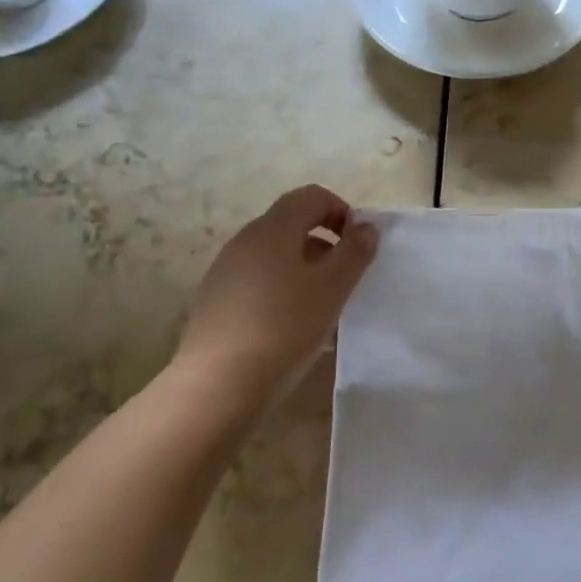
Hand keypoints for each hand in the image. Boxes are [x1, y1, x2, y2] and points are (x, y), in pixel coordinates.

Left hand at [169, 184, 378, 409]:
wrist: (218, 384)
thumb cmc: (284, 327)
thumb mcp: (333, 287)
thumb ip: (354, 252)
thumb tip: (365, 227)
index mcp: (273, 228)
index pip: (311, 196)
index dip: (341, 212)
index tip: (357, 246)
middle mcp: (245, 240)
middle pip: (291, 224)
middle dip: (324, 244)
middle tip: (344, 279)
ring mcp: (225, 271)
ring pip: (275, 256)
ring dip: (304, 270)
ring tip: (321, 308)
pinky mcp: (215, 301)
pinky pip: (257, 282)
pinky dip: (281, 291)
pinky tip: (291, 328)